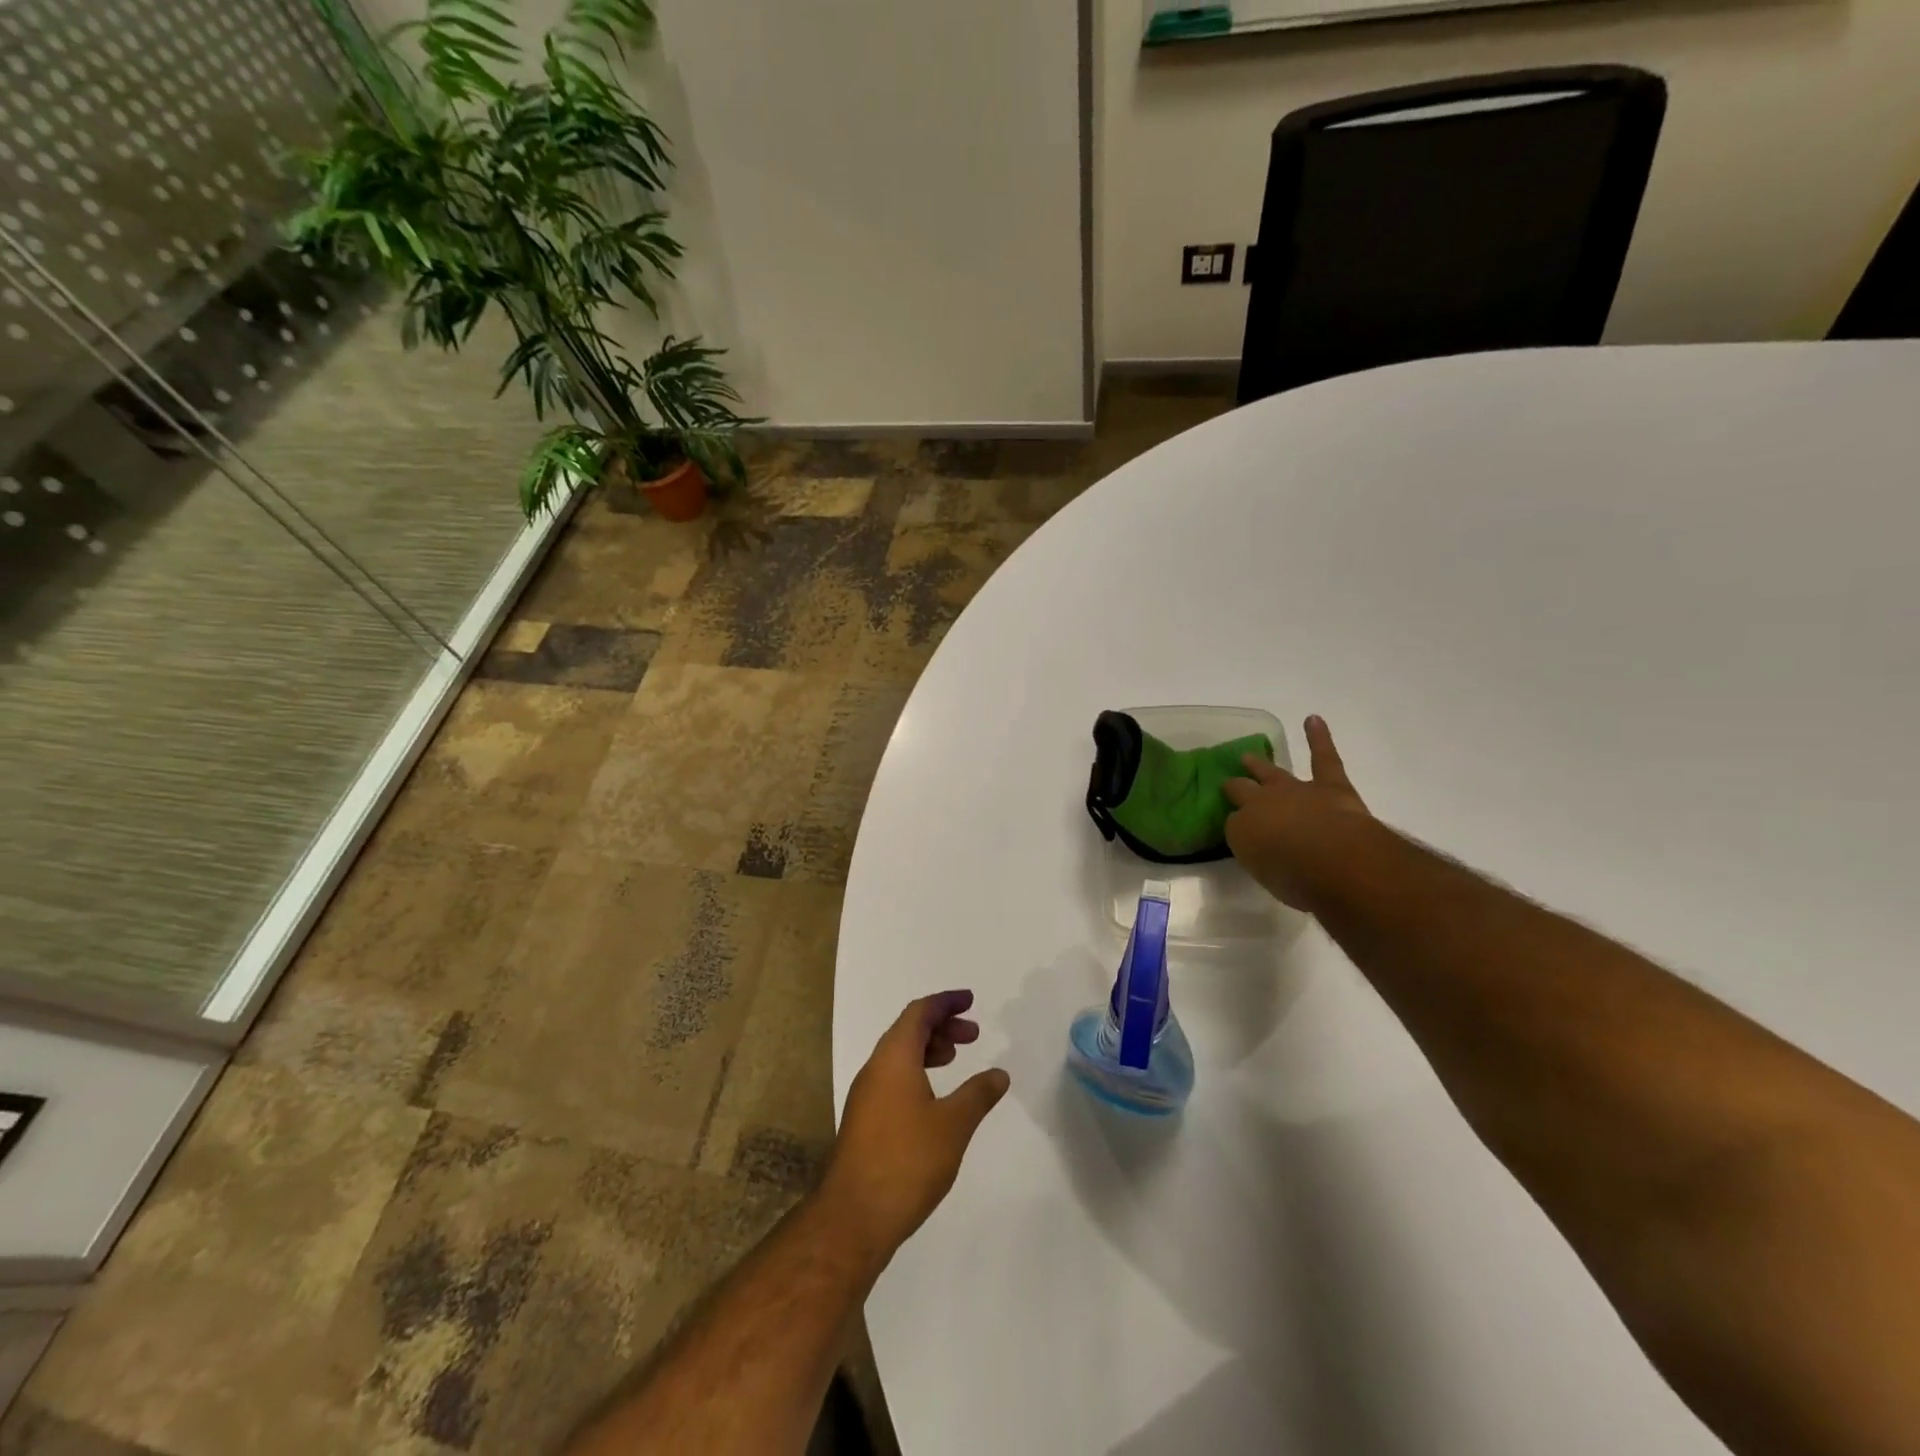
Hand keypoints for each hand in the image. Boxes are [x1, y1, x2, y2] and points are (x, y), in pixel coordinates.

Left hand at [822, 991, 1010, 1266]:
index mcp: (893, 1057)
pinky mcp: (864, 1120)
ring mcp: (866, 1095)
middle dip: (941, 1025)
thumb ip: (978, 1094)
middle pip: (907, 1030)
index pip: (919, 1012)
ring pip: (899, 1055)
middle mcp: (875, 1068)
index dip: (945, 1002)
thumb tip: (999, 1073)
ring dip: (929, 1049)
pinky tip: (935, 1098)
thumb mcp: (953, 1125)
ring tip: (956, 1059)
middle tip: (973, 1034)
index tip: (970, 1001)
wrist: (854, 1217)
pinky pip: (893, 1077)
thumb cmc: (907, 1161)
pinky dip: (917, 1071)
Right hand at [1224, 715, 1371, 909]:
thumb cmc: (1294, 876)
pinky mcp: (1330, 785)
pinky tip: (1313, 719)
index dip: (1234, 820)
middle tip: (1230, 785)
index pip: (1233, 821)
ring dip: (1260, 765)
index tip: (1234, 824)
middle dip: (1238, 787)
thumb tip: (1261, 841)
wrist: (1334, 860)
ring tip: (1250, 756)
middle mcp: (1263, 804)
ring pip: (1274, 773)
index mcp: (1244, 829)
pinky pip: (1323, 757)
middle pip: (1245, 790)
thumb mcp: (1262, 872)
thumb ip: (1258, 853)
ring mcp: (1296, 790)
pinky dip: (1319, 738)